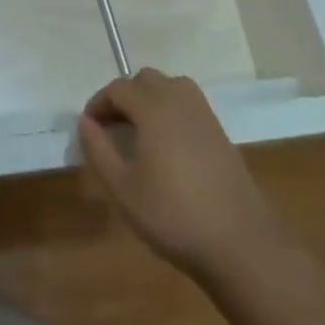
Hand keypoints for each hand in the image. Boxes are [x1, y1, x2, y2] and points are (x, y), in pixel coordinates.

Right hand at [78, 70, 278, 285]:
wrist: (240, 245)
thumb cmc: (173, 216)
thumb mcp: (122, 189)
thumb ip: (98, 150)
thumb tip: (85, 121)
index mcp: (154, 110)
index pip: (119, 88)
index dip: (99, 103)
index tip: (89, 127)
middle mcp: (180, 102)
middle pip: (146, 79)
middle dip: (124, 96)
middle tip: (112, 127)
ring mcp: (205, 117)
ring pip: (172, 86)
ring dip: (150, 98)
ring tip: (139, 130)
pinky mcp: (221, 134)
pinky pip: (190, 104)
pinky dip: (171, 109)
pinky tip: (167, 144)